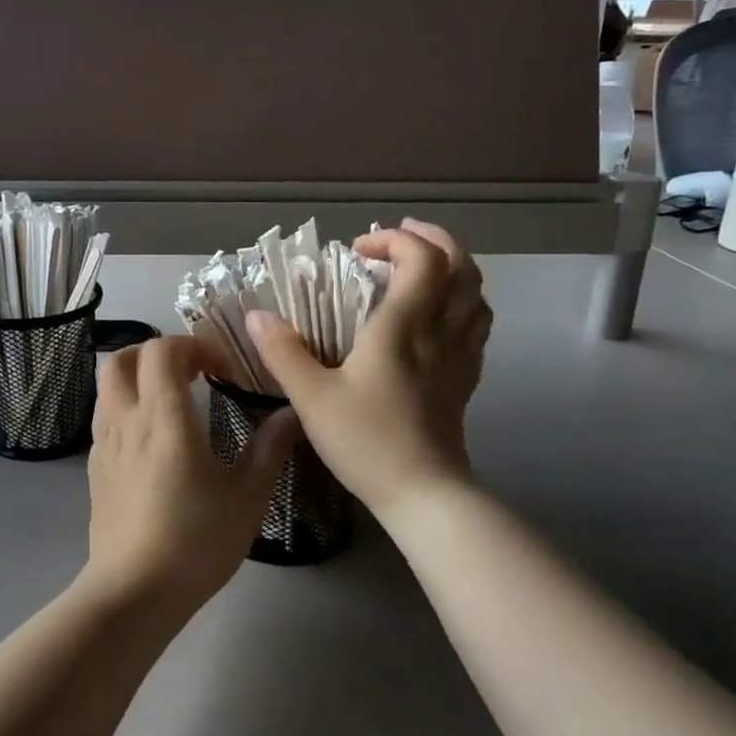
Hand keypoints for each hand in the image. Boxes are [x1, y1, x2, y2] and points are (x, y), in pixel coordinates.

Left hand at [83, 336, 297, 616]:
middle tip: (192, 372)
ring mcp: (104, 445)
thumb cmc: (196, 540)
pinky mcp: (95, 470)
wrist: (134, 592)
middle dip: (157, 353)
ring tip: (173, 401)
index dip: (194, 346)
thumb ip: (269, 447)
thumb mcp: (247, 495)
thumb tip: (290, 413)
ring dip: (138, 377)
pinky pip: (105, 418)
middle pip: (122, 358)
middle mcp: (126, 420)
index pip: (163, 350)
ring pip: (108, 386)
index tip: (224, 370)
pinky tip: (153, 440)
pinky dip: (128, 408)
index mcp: (163, 416)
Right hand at [246, 218, 489, 517]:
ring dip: (454, 269)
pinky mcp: (466, 382)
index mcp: (403, 328)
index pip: (422, 259)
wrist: (424, 496)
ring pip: (477, 295)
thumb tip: (258, 316)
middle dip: (434, 240)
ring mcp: (459, 357)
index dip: (394, 241)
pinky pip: (476, 327)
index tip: (357, 252)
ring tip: (422, 270)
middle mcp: (440, 333)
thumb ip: (283, 353)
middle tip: (400, 238)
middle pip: (462, 267)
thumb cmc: (367, 442)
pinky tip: (439, 317)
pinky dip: (462, 305)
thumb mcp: (312, 398)